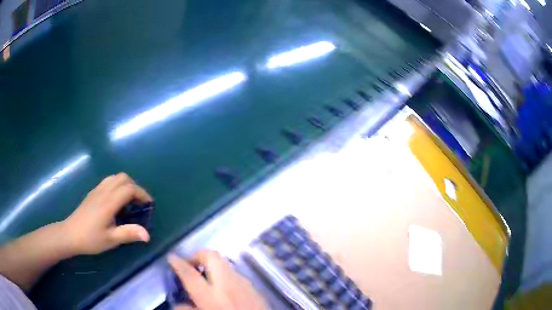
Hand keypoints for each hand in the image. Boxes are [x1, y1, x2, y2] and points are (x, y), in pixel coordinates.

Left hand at [61, 173, 152, 254]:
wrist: (70, 234)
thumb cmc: (90, 239)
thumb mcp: (110, 240)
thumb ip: (128, 233)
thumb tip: (147, 235)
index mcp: (108, 202)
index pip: (129, 189)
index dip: (142, 194)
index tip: (149, 205)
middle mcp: (103, 191)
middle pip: (123, 178)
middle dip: (135, 187)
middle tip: (140, 203)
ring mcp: (96, 190)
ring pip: (115, 177)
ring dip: (126, 185)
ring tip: (130, 201)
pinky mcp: (92, 193)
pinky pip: (108, 181)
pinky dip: (117, 186)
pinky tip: (116, 202)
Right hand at [168, 250, 267, 309]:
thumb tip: (177, 305)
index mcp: (211, 297)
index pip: (190, 274)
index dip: (178, 263)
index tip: (171, 257)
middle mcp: (228, 286)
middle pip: (211, 256)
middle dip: (199, 255)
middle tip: (191, 264)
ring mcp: (244, 285)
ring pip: (226, 263)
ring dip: (213, 265)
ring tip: (207, 276)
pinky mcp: (255, 289)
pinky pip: (237, 275)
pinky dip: (227, 275)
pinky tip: (225, 288)